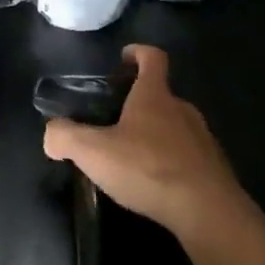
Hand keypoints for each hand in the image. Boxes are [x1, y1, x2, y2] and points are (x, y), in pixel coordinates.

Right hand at [43, 44, 249, 240]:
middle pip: (162, 94)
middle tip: (116, 121)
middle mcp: (182, 109)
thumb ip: (66, 138)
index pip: (152, 57)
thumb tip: (50, 134)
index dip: (138, 52)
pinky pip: (189, 156)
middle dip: (141, 102)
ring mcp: (203, 139)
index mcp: (155, 95)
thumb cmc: (148, 168)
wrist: (208, 212)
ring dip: (157, 135)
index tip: (124, 58)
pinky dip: (173, 162)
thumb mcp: (95, 152)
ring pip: (176, 126)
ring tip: (134, 157)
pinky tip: (157, 184)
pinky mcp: (214, 169)